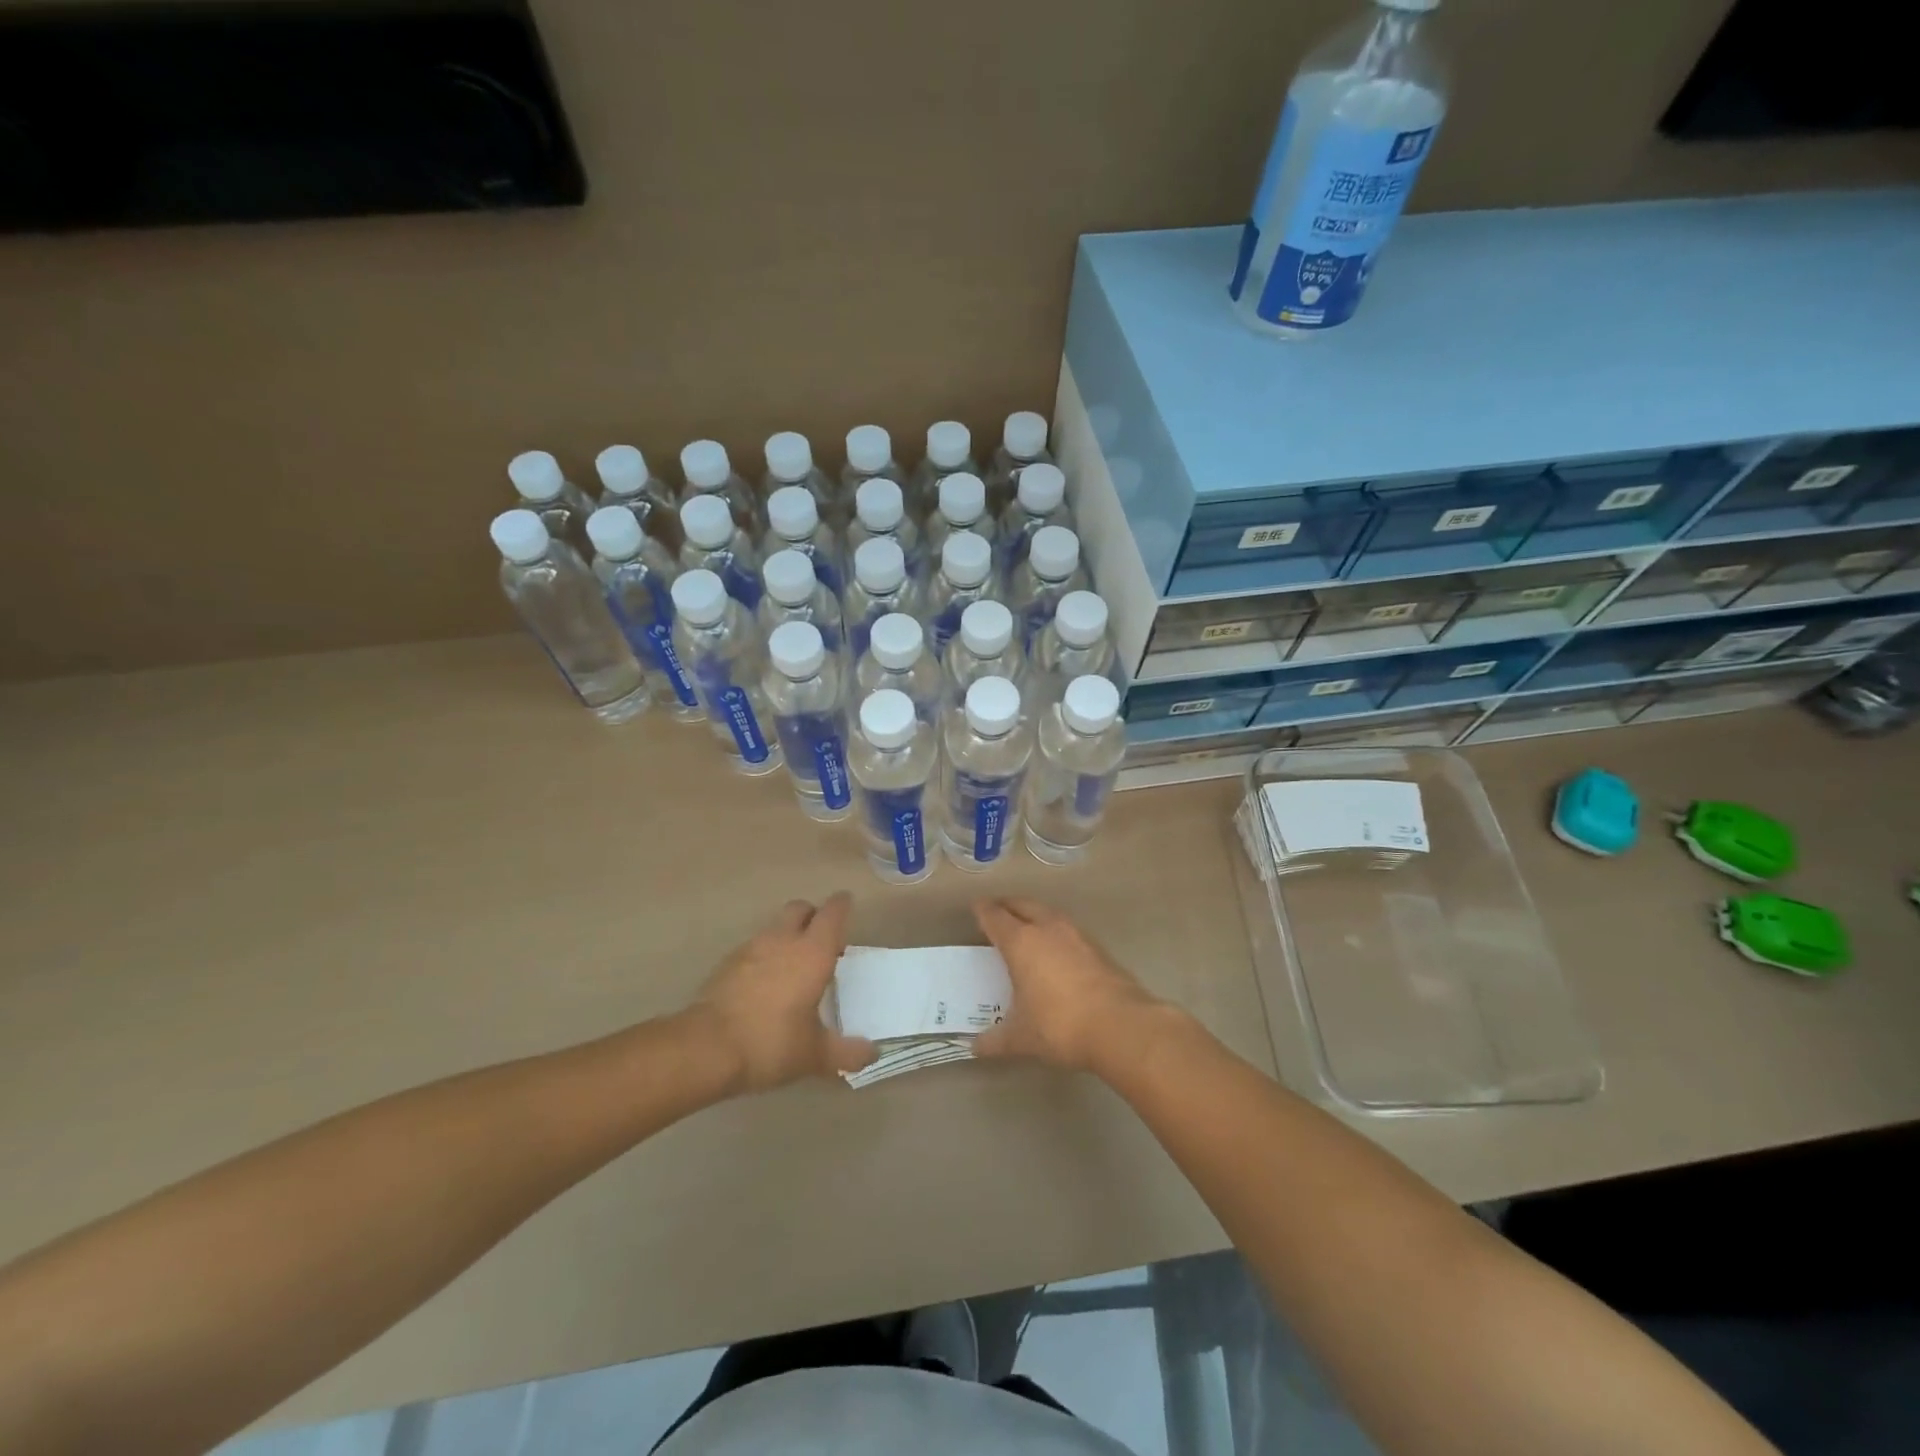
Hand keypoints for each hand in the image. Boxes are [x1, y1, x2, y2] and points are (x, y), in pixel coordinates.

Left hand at [689, 894, 875, 1093]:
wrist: (705, 1048)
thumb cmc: (771, 1043)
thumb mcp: (814, 1055)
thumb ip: (846, 1053)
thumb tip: (872, 1053)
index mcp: (813, 952)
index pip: (833, 913)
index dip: (842, 905)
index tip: (848, 904)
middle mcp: (783, 940)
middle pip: (800, 908)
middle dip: (813, 915)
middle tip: (822, 939)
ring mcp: (751, 948)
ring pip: (774, 927)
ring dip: (787, 935)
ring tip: (793, 965)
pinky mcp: (726, 963)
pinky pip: (753, 948)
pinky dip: (764, 956)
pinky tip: (764, 983)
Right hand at [972, 898, 1163, 1072]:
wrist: (1121, 1026)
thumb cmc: (1060, 1025)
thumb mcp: (1022, 1038)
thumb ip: (995, 1040)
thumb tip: (975, 1047)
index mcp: (1021, 942)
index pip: (996, 917)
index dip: (983, 910)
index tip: (976, 907)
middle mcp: (1047, 929)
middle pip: (1023, 905)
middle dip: (1008, 905)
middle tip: (997, 911)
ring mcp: (1076, 935)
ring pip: (1048, 913)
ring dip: (1034, 914)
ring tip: (1026, 926)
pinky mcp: (1098, 947)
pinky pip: (1067, 929)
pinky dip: (1055, 931)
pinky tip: (1056, 948)